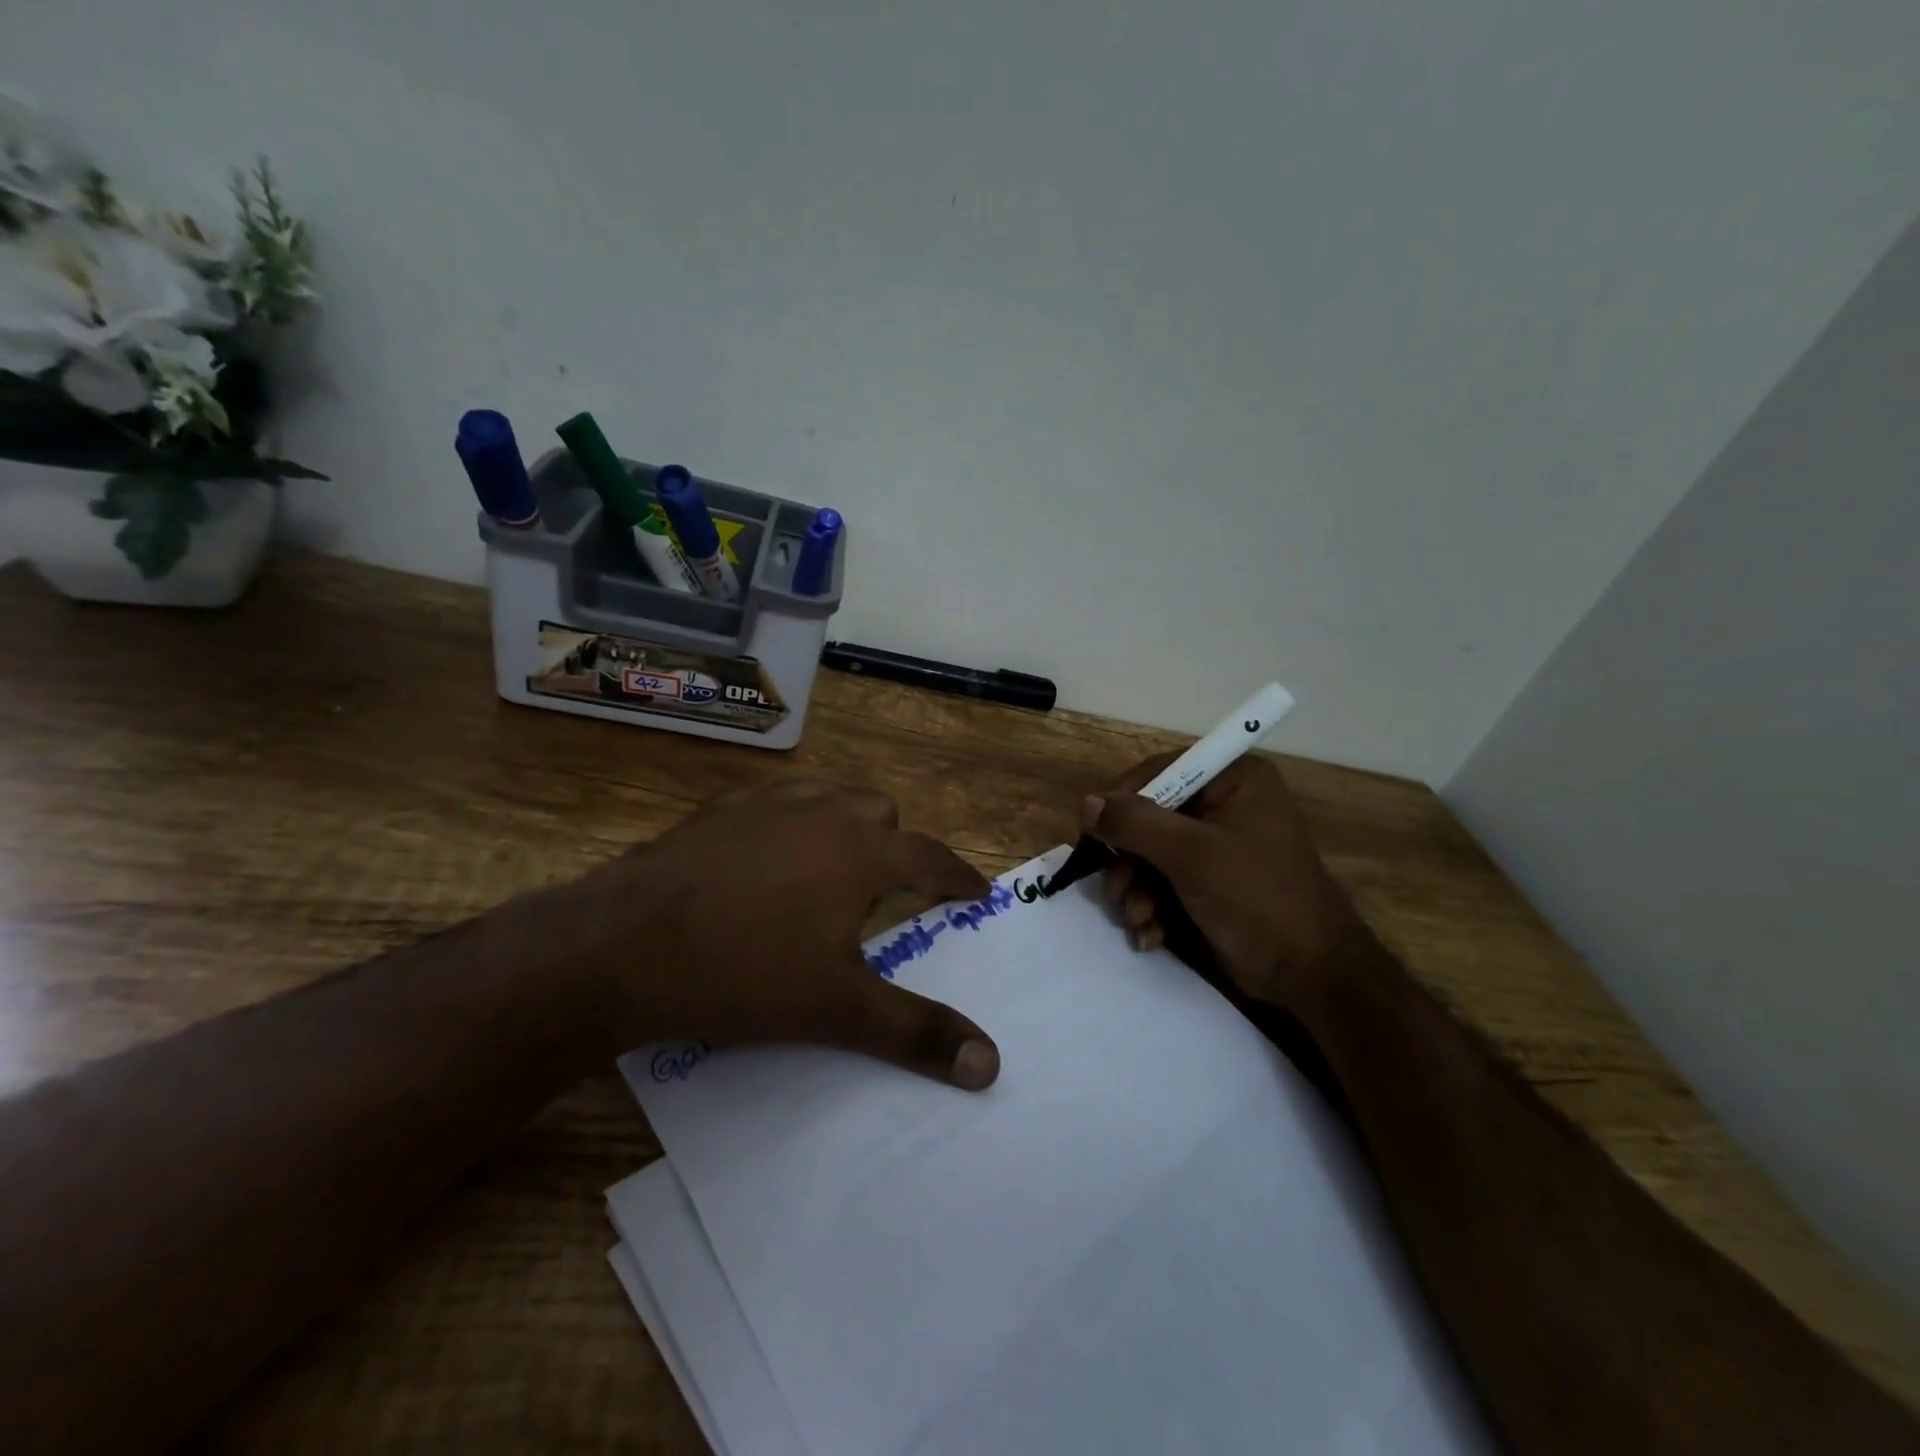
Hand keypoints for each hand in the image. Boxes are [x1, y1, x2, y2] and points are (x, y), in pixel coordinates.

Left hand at [583, 780, 1001, 1089]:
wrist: (621, 947)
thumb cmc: (744, 972)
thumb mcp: (837, 1010)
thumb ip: (915, 1032)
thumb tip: (989, 1064)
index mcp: (860, 852)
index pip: (931, 856)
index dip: (959, 876)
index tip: (977, 892)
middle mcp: (820, 813)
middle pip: (880, 811)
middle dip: (896, 844)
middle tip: (887, 891)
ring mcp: (764, 804)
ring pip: (826, 795)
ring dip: (842, 824)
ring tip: (830, 867)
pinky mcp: (715, 811)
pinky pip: (770, 802)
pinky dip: (785, 824)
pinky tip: (761, 858)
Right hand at [1085, 754, 1363, 1009]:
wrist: (1308, 974)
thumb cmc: (1257, 898)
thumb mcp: (1192, 855)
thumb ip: (1136, 824)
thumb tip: (1086, 802)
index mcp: (1232, 779)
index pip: (1159, 772)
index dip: (1122, 801)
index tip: (1094, 834)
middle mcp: (1222, 804)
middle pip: (1148, 817)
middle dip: (1128, 861)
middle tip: (1120, 892)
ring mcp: (1215, 846)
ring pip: (1148, 855)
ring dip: (1134, 890)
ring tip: (1139, 920)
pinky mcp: (1208, 882)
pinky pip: (1162, 882)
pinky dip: (1150, 908)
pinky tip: (1151, 935)